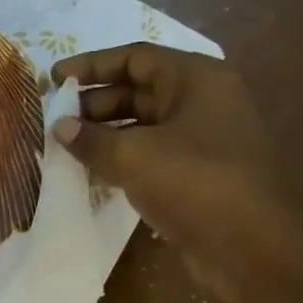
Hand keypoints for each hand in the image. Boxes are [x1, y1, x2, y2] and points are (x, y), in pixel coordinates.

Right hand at [51, 44, 287, 299]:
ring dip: (104, 135)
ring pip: (142, 127)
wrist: (249, 244)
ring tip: (65, 148)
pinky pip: (149, 157)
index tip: (53, 78)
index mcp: (194, 79)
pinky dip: (120, 161)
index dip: (91, 65)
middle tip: (55, 120)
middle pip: (138, 91)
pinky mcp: (194, 176)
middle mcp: (200, 102)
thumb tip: (60, 127)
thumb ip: (91, 139)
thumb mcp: (134, 155)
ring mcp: (200, 141)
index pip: (135, 58)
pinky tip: (90, 174)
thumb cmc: (194, 182)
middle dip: (94, 103)